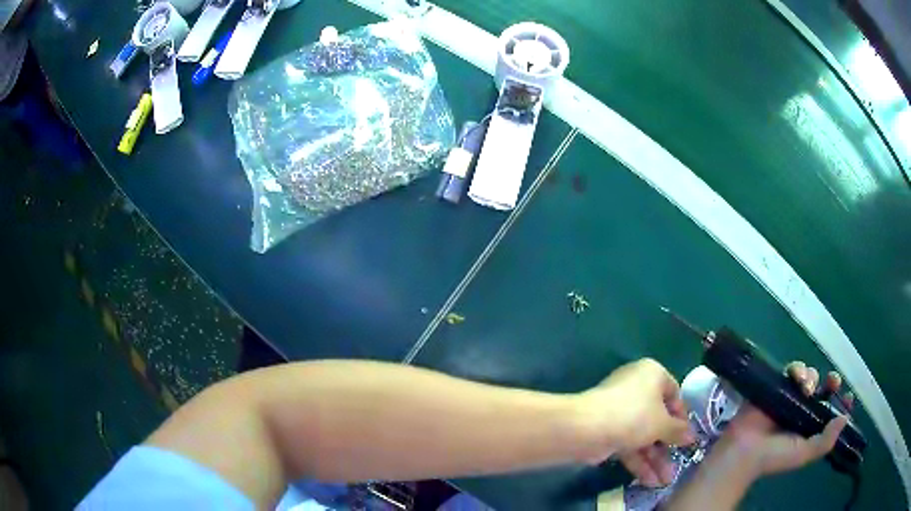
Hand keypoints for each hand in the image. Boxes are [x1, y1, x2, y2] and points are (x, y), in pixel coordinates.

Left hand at [576, 359, 694, 485]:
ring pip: (643, 436)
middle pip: (657, 419)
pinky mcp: (607, 431)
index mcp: (652, 374)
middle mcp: (636, 389)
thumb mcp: (662, 423)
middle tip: (677, 464)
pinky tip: (649, 481)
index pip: (674, 393)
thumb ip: (678, 431)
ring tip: (665, 481)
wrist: (586, 428)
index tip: (687, 435)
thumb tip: (692, 436)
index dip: (682, 416)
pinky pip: (628, 445)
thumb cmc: (634, 416)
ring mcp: (619, 412)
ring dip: (654, 459)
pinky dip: (638, 462)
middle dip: (667, 446)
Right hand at [719, 361, 852, 477]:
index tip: (848, 396)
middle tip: (833, 381)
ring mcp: (790, 397)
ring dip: (812, 377)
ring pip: (809, 376)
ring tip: (807, 388)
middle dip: (831, 382)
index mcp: (810, 426)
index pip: (830, 410)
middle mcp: (803, 410)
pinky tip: (798, 379)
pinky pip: (792, 370)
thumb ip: (825, 441)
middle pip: (823, 388)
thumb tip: (845, 418)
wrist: (744, 451)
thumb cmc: (774, 457)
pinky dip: (798, 370)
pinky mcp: (778, 386)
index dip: (840, 402)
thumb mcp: (803, 455)